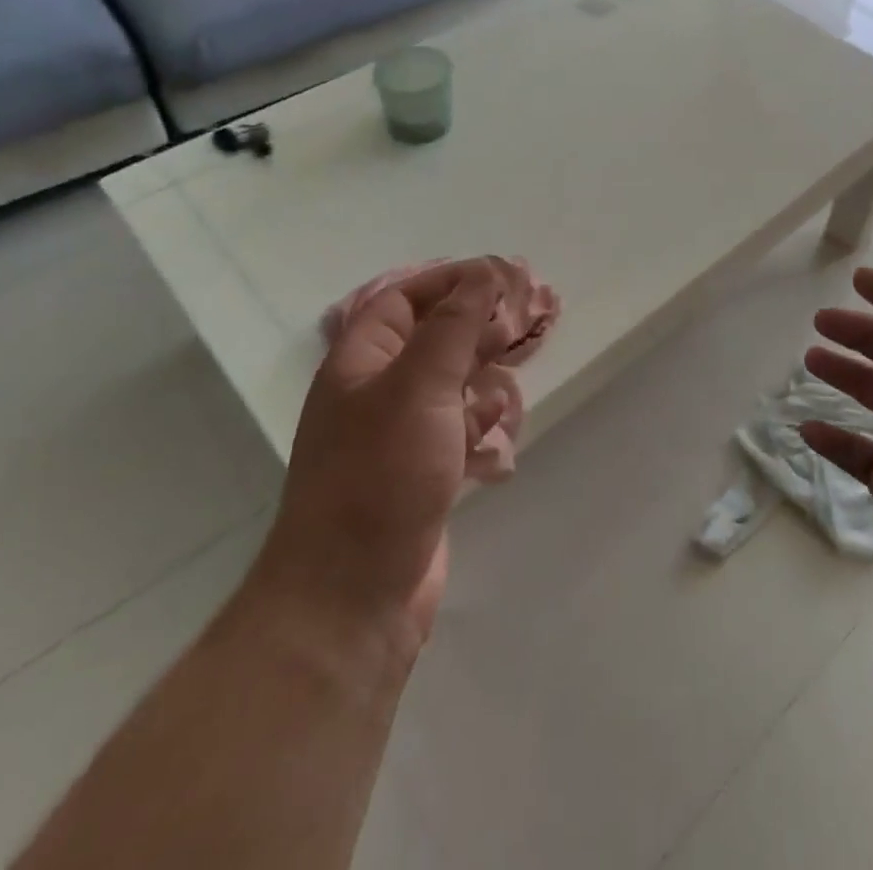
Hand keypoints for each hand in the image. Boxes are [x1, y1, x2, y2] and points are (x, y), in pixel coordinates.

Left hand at [246, 258, 528, 663]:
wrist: (350, 599)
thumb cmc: (381, 475)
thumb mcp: (419, 386)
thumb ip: (454, 327)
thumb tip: (483, 273)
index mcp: (359, 364)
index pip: (402, 301)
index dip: (448, 282)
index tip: (499, 277)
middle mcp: (374, 394)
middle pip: (427, 340)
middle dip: (472, 324)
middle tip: (521, 317)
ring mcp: (395, 439)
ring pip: (445, 385)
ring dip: (480, 369)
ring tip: (518, 359)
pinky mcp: (418, 477)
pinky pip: (453, 430)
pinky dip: (478, 419)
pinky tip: (501, 418)